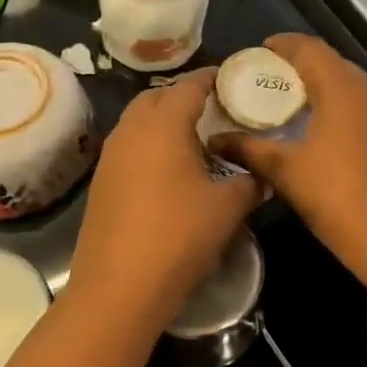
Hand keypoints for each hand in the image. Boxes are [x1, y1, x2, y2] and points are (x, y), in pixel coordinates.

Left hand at [68, 68, 261, 328]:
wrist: (118, 288)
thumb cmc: (178, 236)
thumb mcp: (227, 208)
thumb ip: (250, 182)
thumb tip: (264, 174)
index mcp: (163, 124)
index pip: (189, 85)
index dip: (212, 79)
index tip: (233, 79)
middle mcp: (132, 130)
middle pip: (157, 97)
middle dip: (184, 96)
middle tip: (215, 110)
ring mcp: (111, 156)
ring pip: (139, 121)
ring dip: (164, 120)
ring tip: (195, 138)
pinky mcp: (102, 181)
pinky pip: (130, 146)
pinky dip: (150, 144)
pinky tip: (170, 170)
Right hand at [208, 34, 366, 265]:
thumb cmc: (337, 198)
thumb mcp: (285, 171)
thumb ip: (248, 148)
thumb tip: (214, 138)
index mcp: (344, 87)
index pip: (309, 48)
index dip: (283, 45)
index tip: (260, 51)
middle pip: (332, 63)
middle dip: (301, 67)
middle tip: (270, 82)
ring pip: (352, 85)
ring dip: (323, 87)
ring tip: (294, 105)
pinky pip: (366, 105)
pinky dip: (343, 106)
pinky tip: (325, 129)